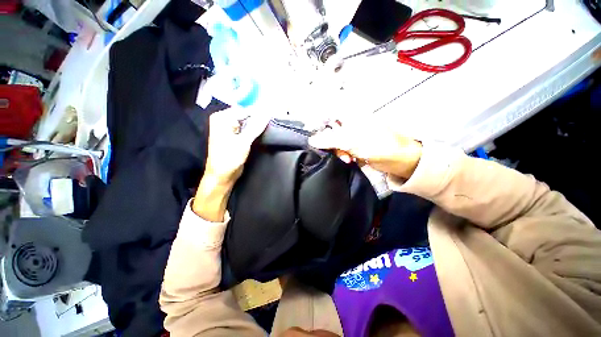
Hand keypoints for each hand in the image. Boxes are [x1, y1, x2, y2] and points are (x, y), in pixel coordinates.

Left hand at [193, 108, 268, 221]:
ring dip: (257, 125)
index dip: (259, 112)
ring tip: (269, 126)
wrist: (222, 175)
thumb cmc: (229, 158)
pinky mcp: (235, 137)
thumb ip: (255, 127)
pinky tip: (263, 132)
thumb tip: (267, 113)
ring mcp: (230, 129)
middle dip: (258, 118)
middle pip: (245, 115)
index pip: (244, 110)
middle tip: (272, 120)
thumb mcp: (243, 142)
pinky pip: (247, 130)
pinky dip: (255, 131)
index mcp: (222, 118)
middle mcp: (224, 121)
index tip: (272, 114)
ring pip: (247, 123)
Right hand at [308, 118, 421, 179]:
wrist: (400, 159)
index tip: (312, 137)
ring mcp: (352, 133)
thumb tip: (311, 140)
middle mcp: (349, 121)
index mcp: (349, 113)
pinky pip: (341, 148)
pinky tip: (348, 159)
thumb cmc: (377, 144)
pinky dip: (342, 154)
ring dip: (336, 150)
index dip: (317, 123)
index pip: (326, 113)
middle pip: (328, 128)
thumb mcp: (350, 140)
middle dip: (328, 142)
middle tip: (332, 151)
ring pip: (334, 140)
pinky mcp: (354, 144)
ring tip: (346, 158)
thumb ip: (329, 140)